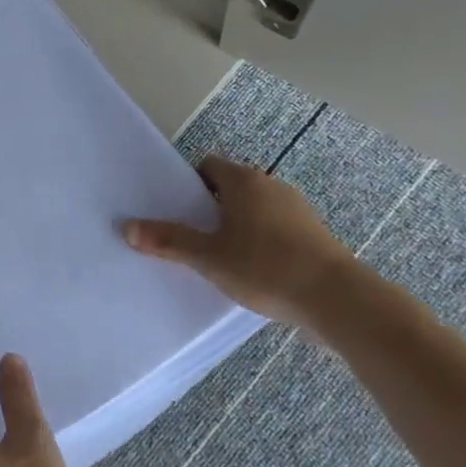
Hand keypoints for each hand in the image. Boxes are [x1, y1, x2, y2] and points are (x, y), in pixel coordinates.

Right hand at [124, 154, 354, 327]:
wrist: (337, 299)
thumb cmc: (265, 267)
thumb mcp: (208, 257)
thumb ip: (169, 241)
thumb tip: (127, 228)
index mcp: (243, 181)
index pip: (208, 166)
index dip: (189, 184)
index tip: (176, 209)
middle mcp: (270, 185)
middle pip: (231, 187)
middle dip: (210, 207)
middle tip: (191, 234)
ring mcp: (297, 209)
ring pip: (255, 209)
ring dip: (238, 225)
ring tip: (220, 256)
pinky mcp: (314, 235)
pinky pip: (276, 228)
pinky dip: (262, 241)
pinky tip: (254, 270)